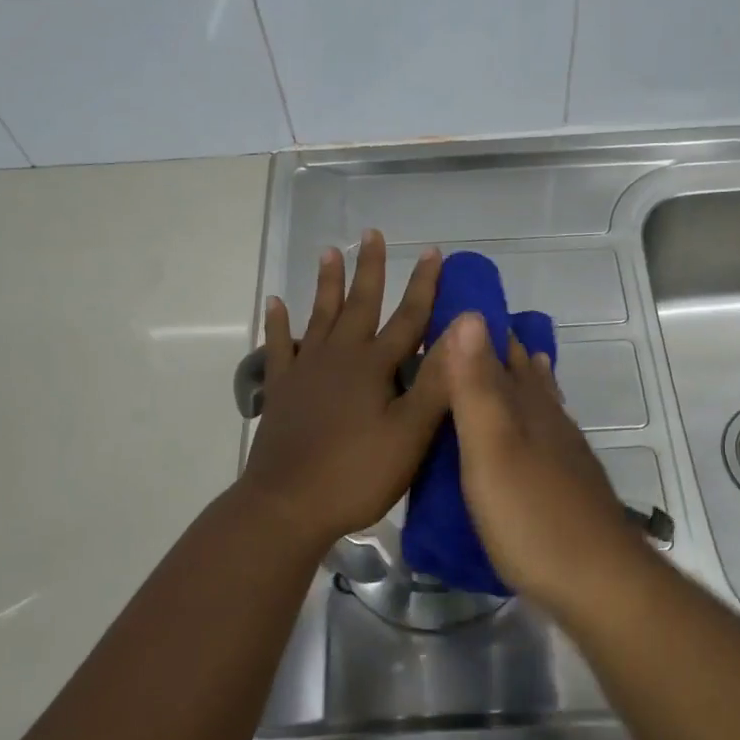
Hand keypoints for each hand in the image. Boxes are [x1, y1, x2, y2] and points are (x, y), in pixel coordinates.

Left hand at [238, 231, 449, 550]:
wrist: (287, 505)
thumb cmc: (357, 473)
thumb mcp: (410, 433)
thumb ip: (436, 380)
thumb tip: (464, 328)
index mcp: (374, 366)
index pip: (407, 317)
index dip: (424, 285)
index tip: (432, 252)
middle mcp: (339, 356)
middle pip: (359, 304)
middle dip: (370, 268)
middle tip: (371, 233)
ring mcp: (306, 370)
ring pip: (319, 316)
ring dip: (326, 283)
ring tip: (329, 252)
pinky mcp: (281, 389)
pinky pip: (280, 346)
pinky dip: (278, 324)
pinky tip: (275, 303)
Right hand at [438, 312, 639, 612]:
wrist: (598, 580)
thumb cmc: (531, 514)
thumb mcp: (490, 447)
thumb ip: (477, 385)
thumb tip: (471, 315)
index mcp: (525, 408)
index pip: (500, 355)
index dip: (480, 331)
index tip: (460, 306)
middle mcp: (549, 421)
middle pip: (525, 375)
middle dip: (504, 350)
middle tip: (478, 329)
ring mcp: (565, 454)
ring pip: (543, 402)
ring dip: (528, 378)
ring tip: (521, 358)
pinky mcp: (571, 484)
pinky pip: (552, 432)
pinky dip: (543, 416)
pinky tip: (546, 428)